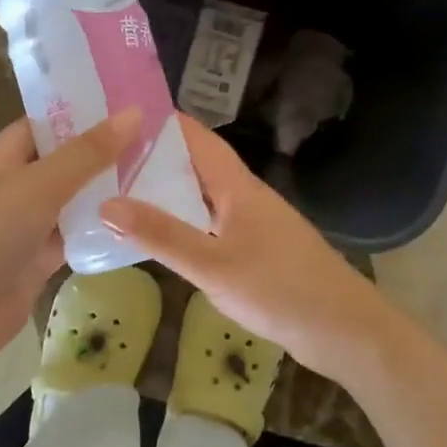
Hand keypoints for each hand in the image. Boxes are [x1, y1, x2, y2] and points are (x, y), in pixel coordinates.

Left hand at [0, 111, 140, 372]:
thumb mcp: (38, 185)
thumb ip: (87, 153)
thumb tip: (133, 113)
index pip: (42, 125)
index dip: (80, 114)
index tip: (127, 106)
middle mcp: (11, 189)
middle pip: (62, 164)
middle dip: (102, 154)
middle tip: (155, 141)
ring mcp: (23, 228)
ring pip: (71, 203)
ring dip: (104, 194)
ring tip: (157, 176)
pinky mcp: (36, 263)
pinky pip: (72, 239)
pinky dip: (98, 232)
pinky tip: (137, 223)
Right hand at [99, 115, 407, 388]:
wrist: (343, 330)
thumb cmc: (279, 289)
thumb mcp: (212, 264)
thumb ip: (161, 236)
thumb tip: (107, 203)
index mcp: (237, 185)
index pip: (195, 136)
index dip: (159, 122)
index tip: (116, 116)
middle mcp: (244, 196)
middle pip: (195, 165)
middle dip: (153, 159)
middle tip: (103, 161)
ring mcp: (253, 224)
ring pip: (202, 197)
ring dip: (166, 193)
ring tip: (117, 193)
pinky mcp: (256, 250)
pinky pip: (211, 225)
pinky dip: (183, 224)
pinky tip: (159, 239)